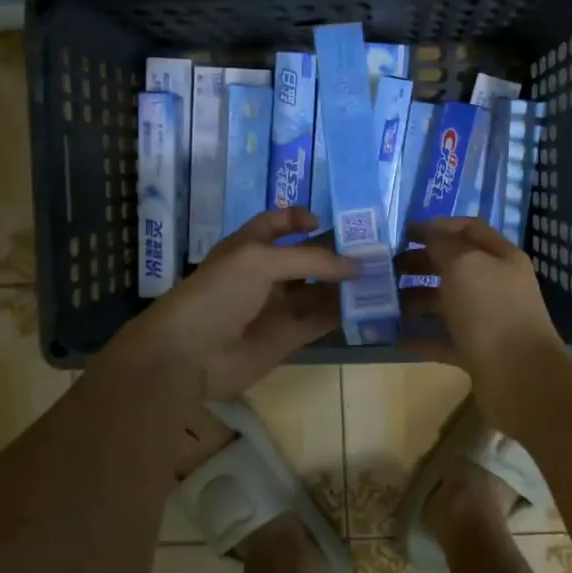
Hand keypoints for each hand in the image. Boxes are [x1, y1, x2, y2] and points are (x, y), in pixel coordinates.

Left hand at [106, 207, 360, 406]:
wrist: (188, 354)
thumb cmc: (218, 294)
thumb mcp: (259, 261)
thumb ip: (310, 259)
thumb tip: (357, 265)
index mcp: (250, 246)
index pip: (276, 224)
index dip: (299, 218)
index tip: (325, 222)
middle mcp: (266, 273)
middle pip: (307, 257)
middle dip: (337, 251)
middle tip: (376, 249)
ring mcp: (278, 306)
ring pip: (319, 288)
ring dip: (346, 283)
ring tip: (383, 275)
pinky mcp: (289, 336)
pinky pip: (321, 319)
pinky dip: (343, 312)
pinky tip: (369, 304)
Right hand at [397, 218, 568, 428]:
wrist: (520, 377)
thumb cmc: (491, 310)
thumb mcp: (464, 265)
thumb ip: (442, 245)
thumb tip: (428, 234)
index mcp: (501, 257)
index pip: (468, 229)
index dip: (437, 225)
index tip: (403, 232)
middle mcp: (496, 285)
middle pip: (455, 266)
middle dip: (421, 263)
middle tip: (387, 268)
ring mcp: (488, 320)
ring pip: (446, 302)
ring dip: (416, 299)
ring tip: (385, 301)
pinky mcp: (477, 351)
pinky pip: (443, 338)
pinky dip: (420, 336)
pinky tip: (394, 336)